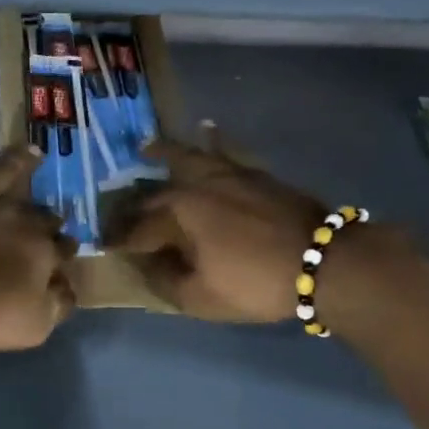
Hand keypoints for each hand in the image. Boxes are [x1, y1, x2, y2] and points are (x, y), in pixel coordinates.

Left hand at [0, 118, 76, 352]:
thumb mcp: (32, 324)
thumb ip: (56, 304)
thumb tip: (70, 288)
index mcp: (40, 250)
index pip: (62, 250)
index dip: (65, 252)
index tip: (67, 254)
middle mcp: (18, 216)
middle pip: (39, 213)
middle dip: (50, 214)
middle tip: (56, 214)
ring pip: (8, 172)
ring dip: (23, 162)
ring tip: (34, 150)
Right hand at [108, 125, 398, 322]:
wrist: (323, 261)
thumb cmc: (256, 282)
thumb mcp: (201, 297)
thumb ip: (165, 279)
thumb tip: (145, 262)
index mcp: (179, 213)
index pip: (137, 226)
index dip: (119, 239)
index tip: (104, 245)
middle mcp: (197, 184)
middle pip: (156, 190)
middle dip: (134, 202)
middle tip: (119, 208)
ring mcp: (228, 174)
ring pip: (189, 157)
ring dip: (165, 153)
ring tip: (148, 147)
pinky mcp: (255, 174)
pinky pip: (224, 152)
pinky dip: (212, 142)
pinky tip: (209, 131)